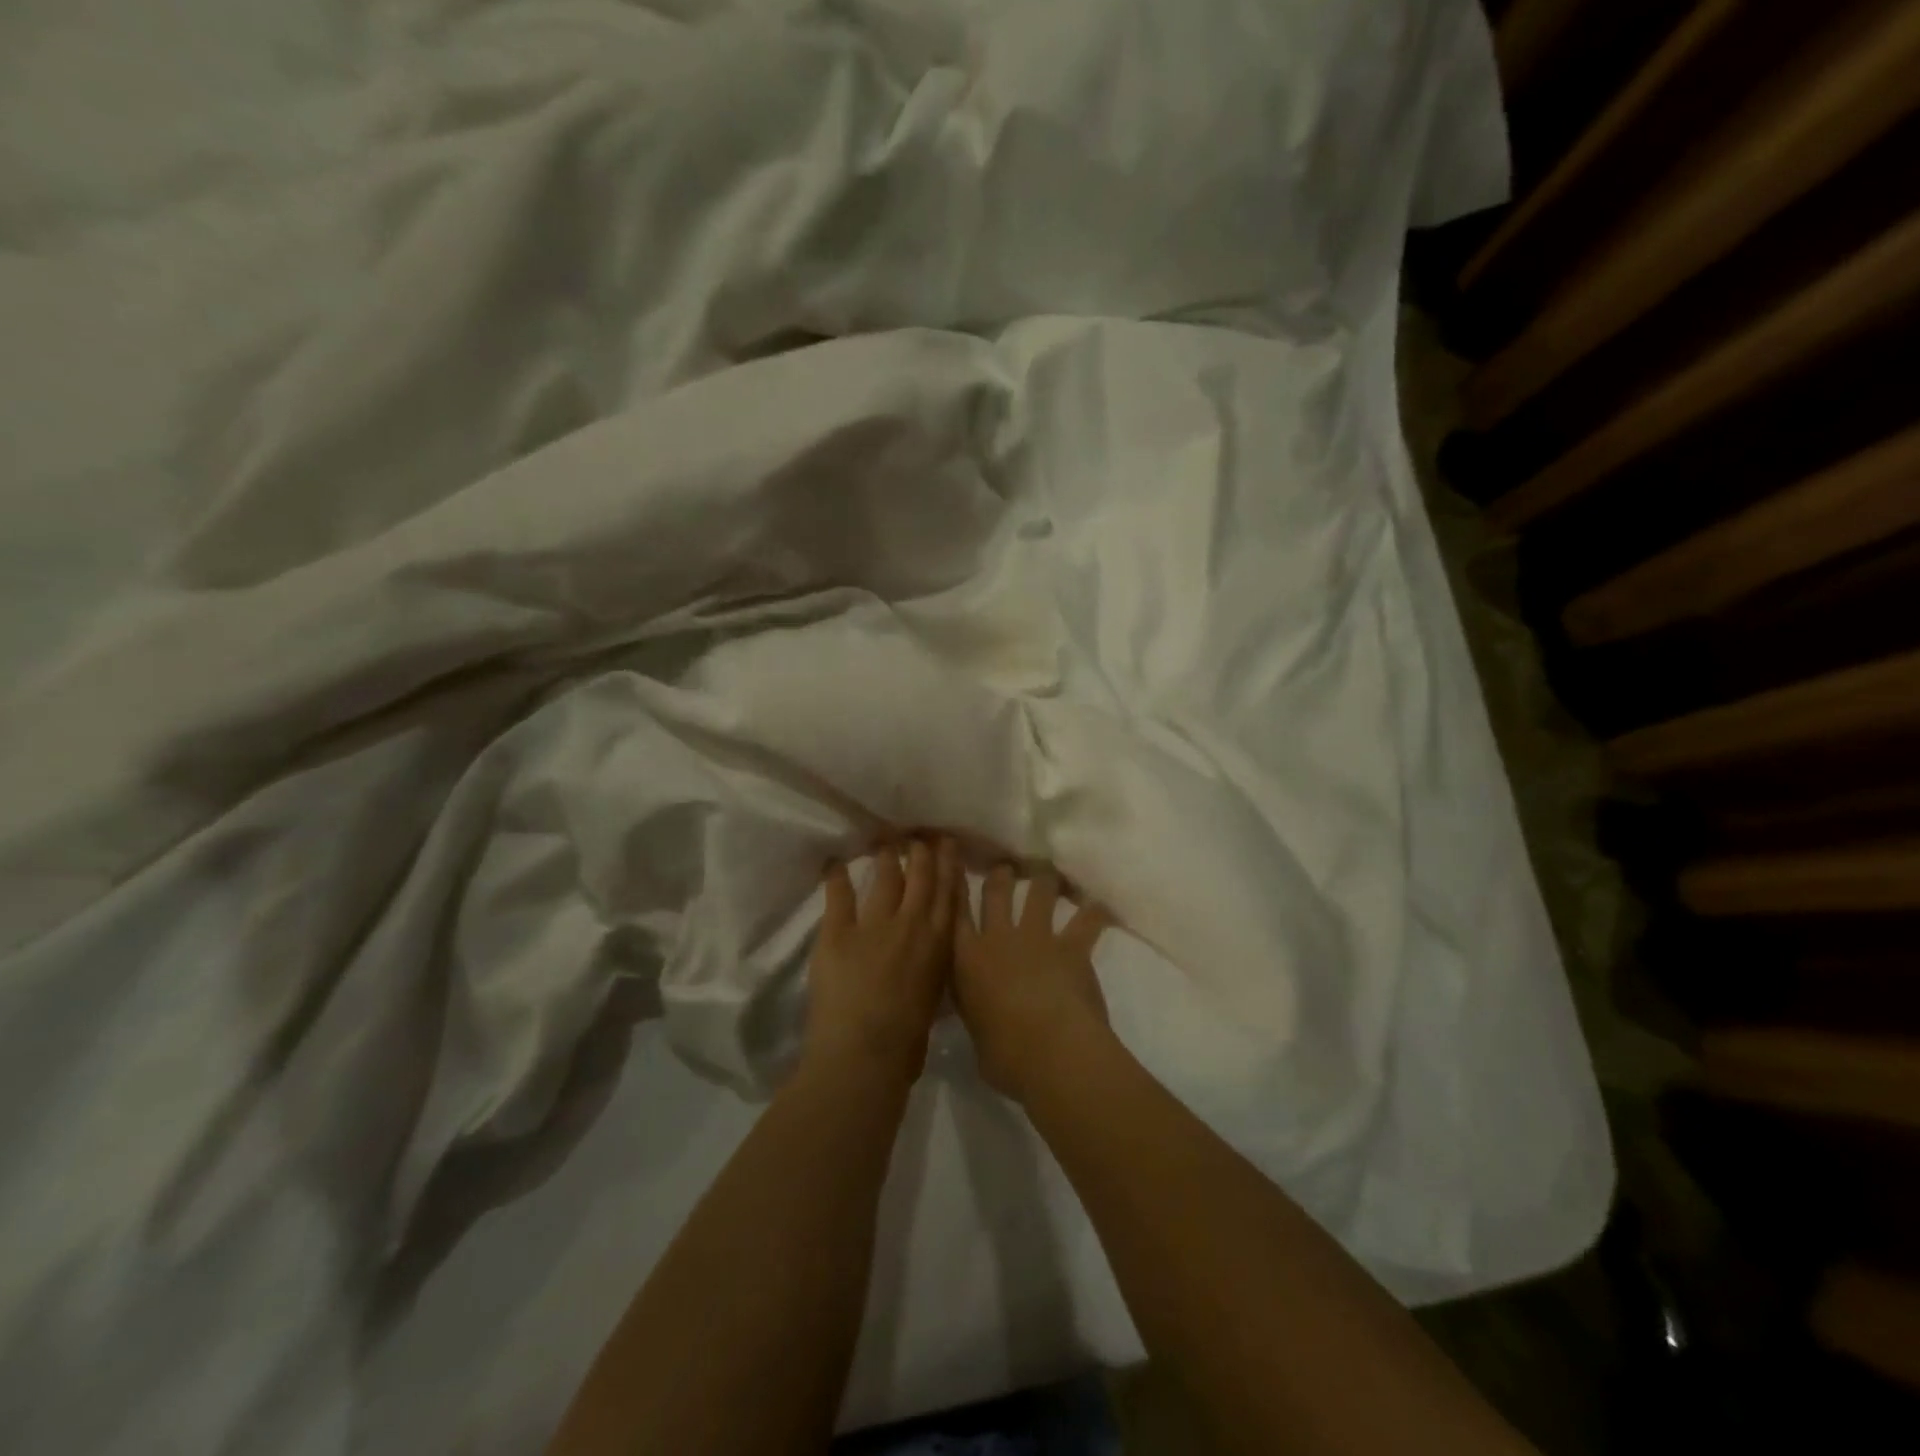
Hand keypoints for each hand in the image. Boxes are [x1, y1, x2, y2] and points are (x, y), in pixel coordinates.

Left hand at [803, 837, 958, 1083]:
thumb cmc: (906, 1044)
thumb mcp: (934, 1000)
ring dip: (886, 857)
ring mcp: (874, 925)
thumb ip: (932, 970)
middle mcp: (912, 924)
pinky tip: (835, 862)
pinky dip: (836, 877)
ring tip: (885, 842)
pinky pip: (839, 896)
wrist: (864, 1055)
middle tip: (919, 836)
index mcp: (940, 944)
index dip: (949, 866)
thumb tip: (928, 960)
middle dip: (922, 852)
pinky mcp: (838, 932)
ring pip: (885, 878)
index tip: (948, 845)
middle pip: (920, 877)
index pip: (949, 894)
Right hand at [951, 865, 1110, 1101]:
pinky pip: (1086, 921)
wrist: (1051, 1051)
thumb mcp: (976, 1034)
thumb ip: (976, 1012)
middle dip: (1001, 876)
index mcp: (968, 960)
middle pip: (996, 893)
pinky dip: (1094, 912)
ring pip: (1039, 893)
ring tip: (1048, 872)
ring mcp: (1037, 938)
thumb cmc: (1005, 1056)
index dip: (956, 890)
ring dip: (1044, 879)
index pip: (956, 916)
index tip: (956, 871)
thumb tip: (980, 1013)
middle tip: (1005, 867)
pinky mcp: (1071, 947)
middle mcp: (999, 938)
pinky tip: (1100, 905)